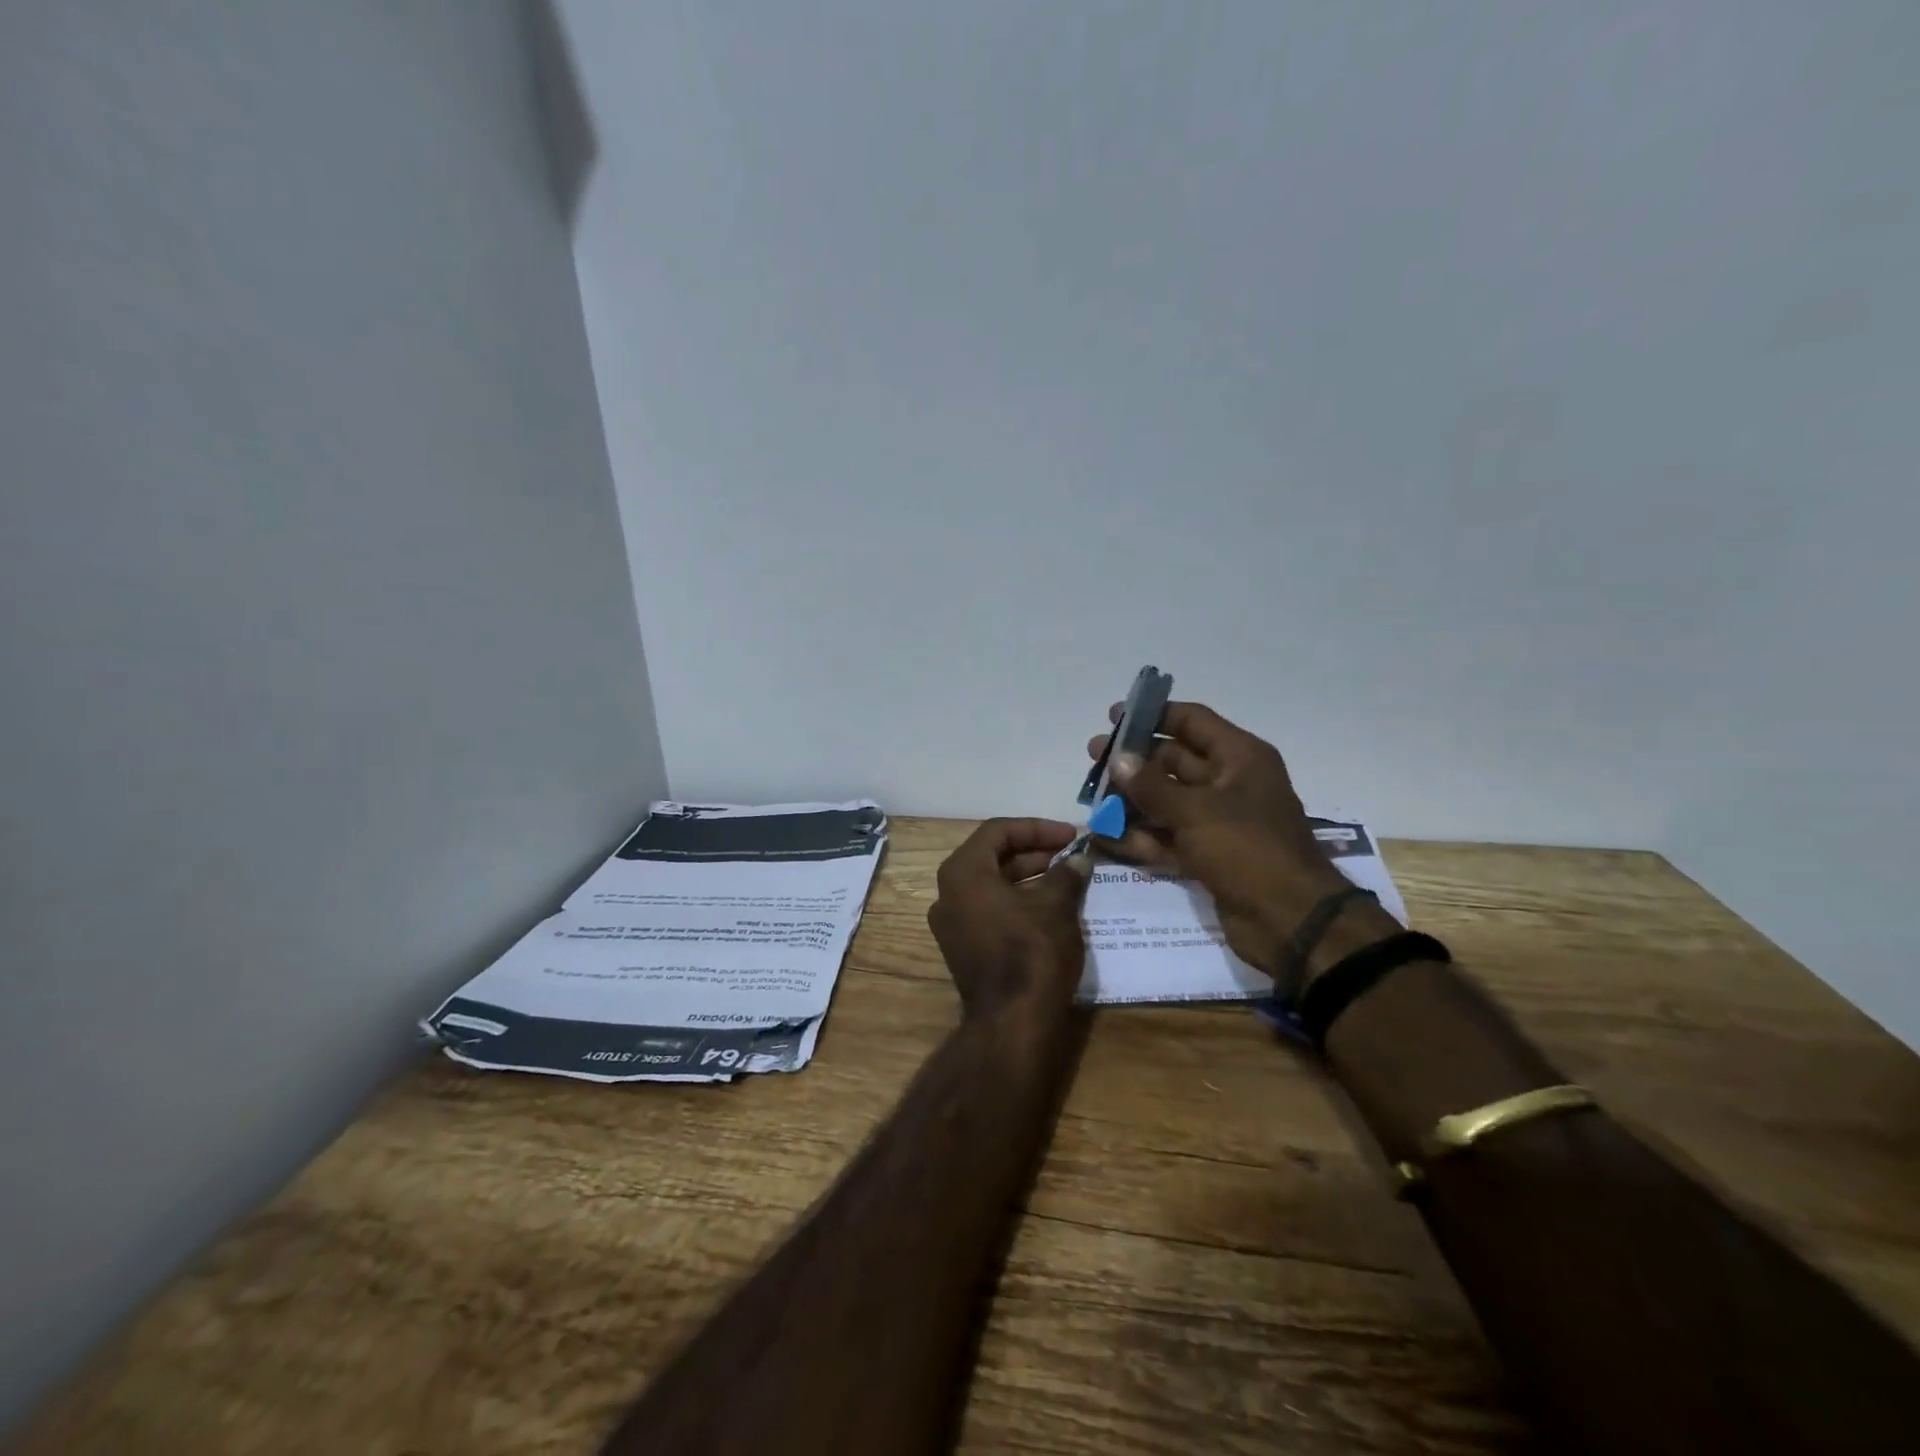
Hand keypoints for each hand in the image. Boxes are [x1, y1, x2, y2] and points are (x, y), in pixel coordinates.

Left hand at [927, 819, 1091, 1019]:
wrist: (1012, 1023)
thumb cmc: (1031, 952)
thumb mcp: (1056, 906)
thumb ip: (1066, 875)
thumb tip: (1078, 860)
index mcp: (962, 873)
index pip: (998, 832)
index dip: (1037, 829)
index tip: (1070, 836)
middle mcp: (948, 893)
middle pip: (992, 857)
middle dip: (1034, 852)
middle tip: (1070, 855)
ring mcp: (952, 924)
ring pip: (993, 885)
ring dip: (1029, 877)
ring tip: (1067, 878)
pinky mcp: (964, 948)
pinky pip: (991, 910)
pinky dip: (1018, 901)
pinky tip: (1052, 907)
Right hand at [1086, 702, 1397, 981]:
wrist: (1290, 922)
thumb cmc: (1248, 849)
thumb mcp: (1196, 811)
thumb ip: (1150, 785)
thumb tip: (1117, 758)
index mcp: (1240, 758)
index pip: (1192, 722)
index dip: (1153, 715)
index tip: (1114, 716)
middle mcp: (1229, 783)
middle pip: (1173, 761)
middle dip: (1133, 761)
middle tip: (1093, 760)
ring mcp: (1217, 821)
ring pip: (1166, 801)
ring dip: (1130, 801)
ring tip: (1090, 800)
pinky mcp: (1207, 854)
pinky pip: (1167, 837)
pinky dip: (1140, 837)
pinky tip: (1105, 837)